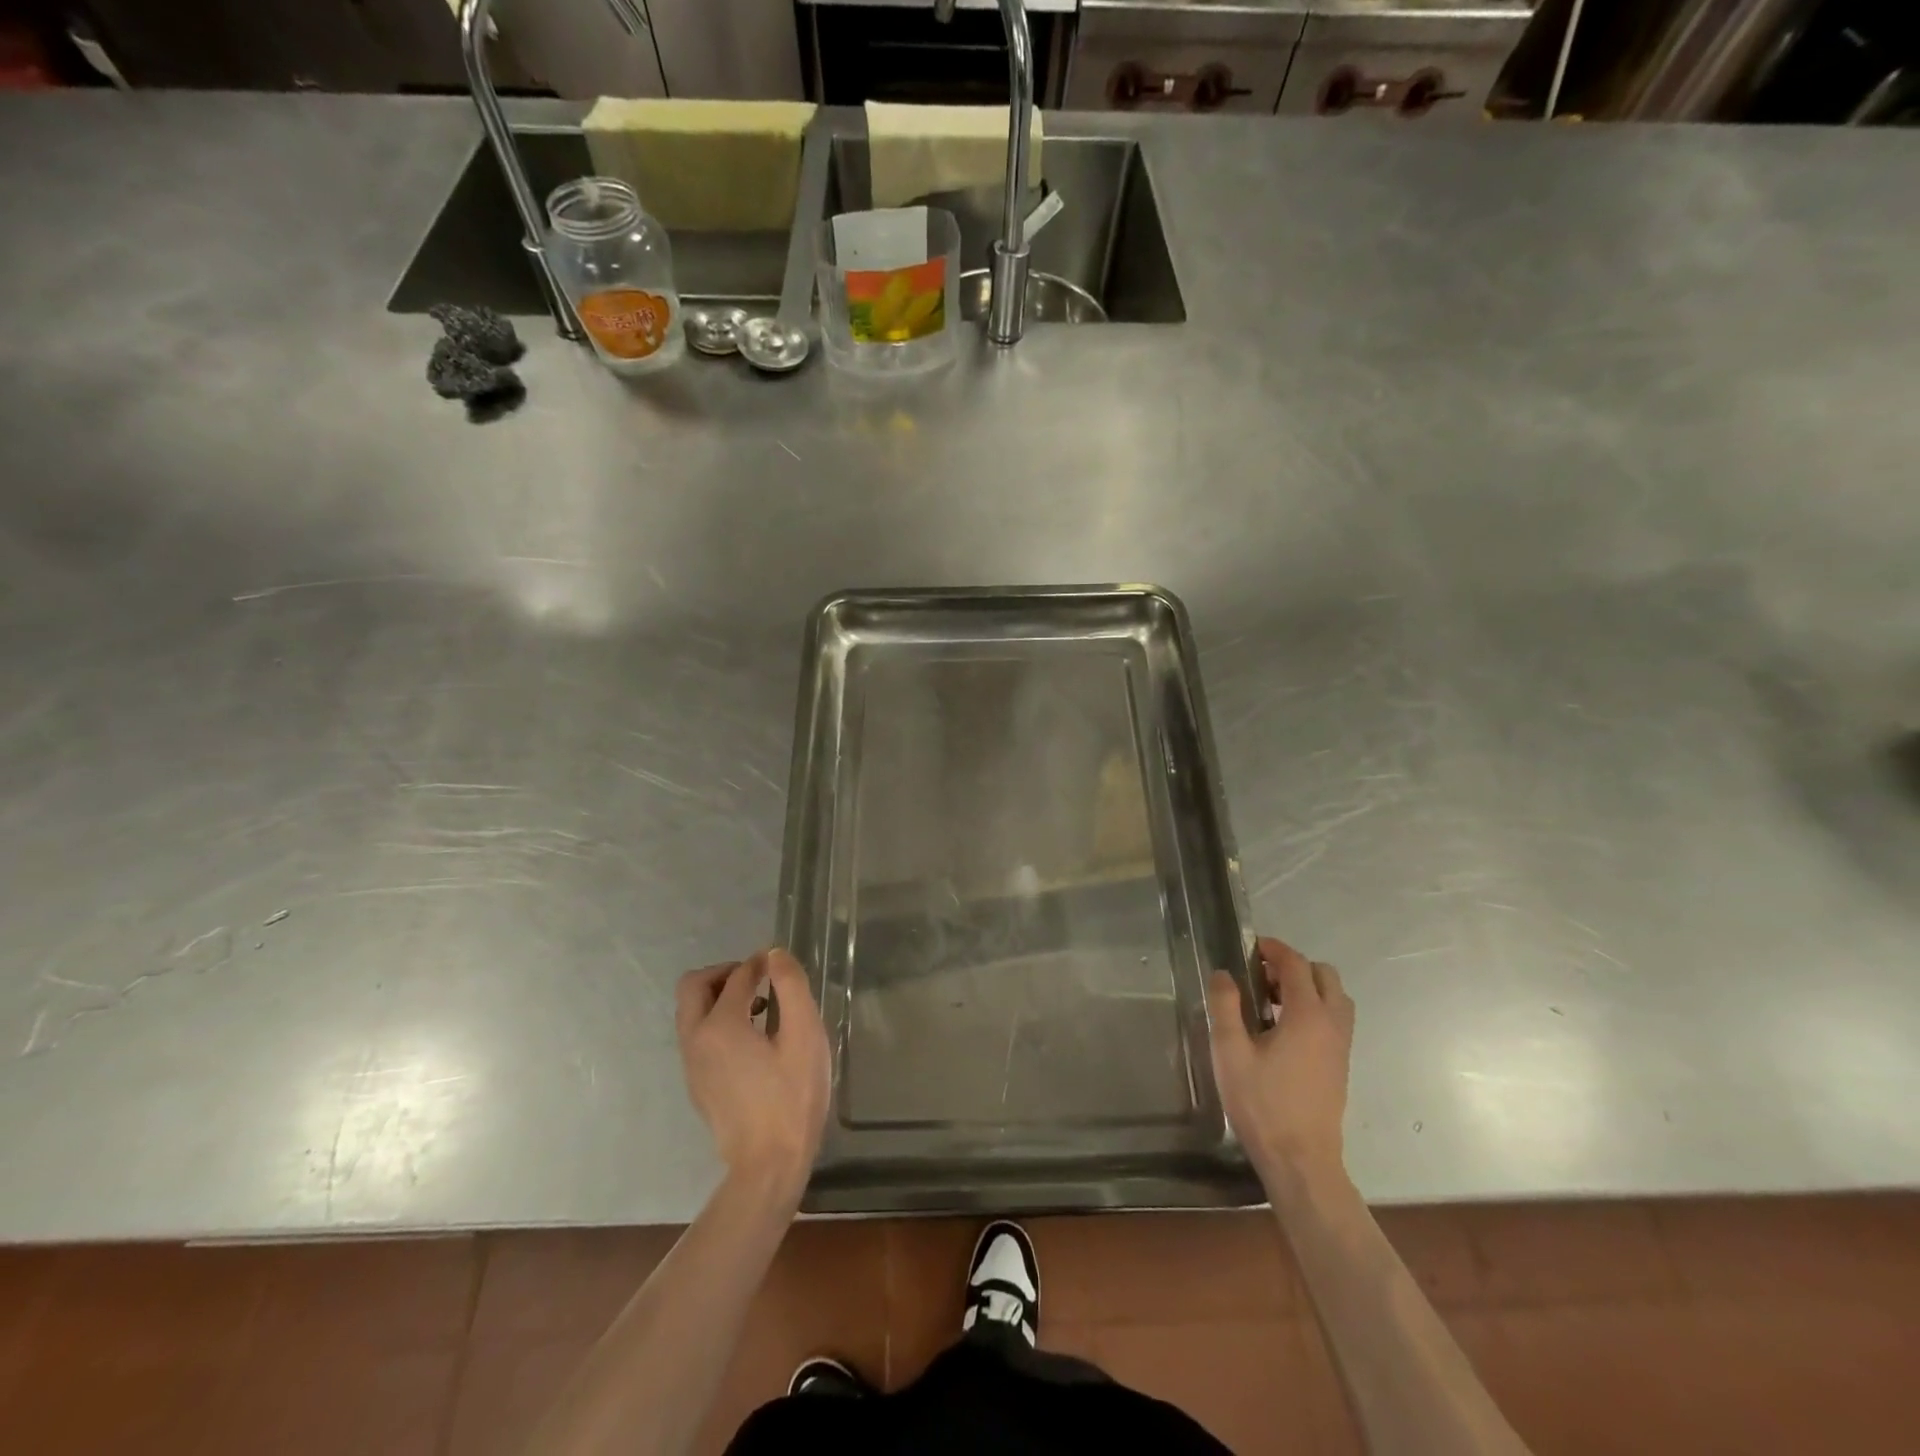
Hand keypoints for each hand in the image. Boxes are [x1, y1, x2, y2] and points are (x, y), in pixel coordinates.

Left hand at [675, 948, 830, 1200]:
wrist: (769, 1164)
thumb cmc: (792, 1096)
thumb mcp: (804, 1035)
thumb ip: (791, 987)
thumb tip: (773, 955)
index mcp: (720, 1025)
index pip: (737, 976)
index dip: (759, 963)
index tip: (780, 964)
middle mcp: (695, 1039)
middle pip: (693, 986)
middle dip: (724, 973)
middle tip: (758, 980)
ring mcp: (691, 1064)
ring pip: (691, 1011)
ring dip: (718, 996)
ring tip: (760, 1008)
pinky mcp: (696, 1084)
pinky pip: (696, 1035)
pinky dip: (716, 1021)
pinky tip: (751, 1039)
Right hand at [1207, 936, 1354, 1179]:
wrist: (1301, 1160)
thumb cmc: (1262, 1103)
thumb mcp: (1230, 1052)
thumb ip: (1225, 1006)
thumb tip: (1224, 974)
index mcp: (1307, 1015)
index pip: (1296, 964)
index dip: (1274, 949)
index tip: (1250, 947)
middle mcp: (1332, 1024)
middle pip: (1324, 975)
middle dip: (1293, 966)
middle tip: (1260, 976)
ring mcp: (1341, 1046)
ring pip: (1334, 998)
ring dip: (1307, 988)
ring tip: (1270, 1002)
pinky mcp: (1340, 1065)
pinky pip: (1334, 1019)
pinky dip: (1314, 1009)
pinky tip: (1282, 1030)